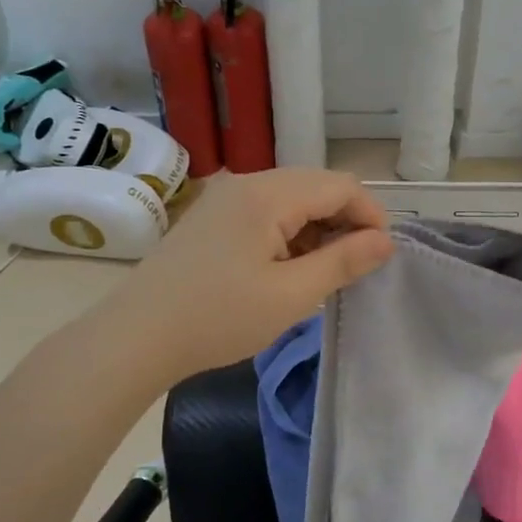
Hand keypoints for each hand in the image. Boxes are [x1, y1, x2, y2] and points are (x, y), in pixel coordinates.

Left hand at [113, 169, 394, 387]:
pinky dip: (290, 233)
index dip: (370, 216)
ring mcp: (225, 198)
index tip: (380, 257)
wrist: (135, 337)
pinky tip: (287, 269)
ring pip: (293, 199)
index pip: (340, 186)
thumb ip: (343, 262)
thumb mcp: (291, 295)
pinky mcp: (213, 217)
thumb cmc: (219, 318)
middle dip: (345, 222)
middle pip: (317, 186)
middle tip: (353, 269)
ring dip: (318, 229)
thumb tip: (386, 241)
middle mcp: (246, 183)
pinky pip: (267, 212)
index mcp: (268, 194)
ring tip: (321, 274)